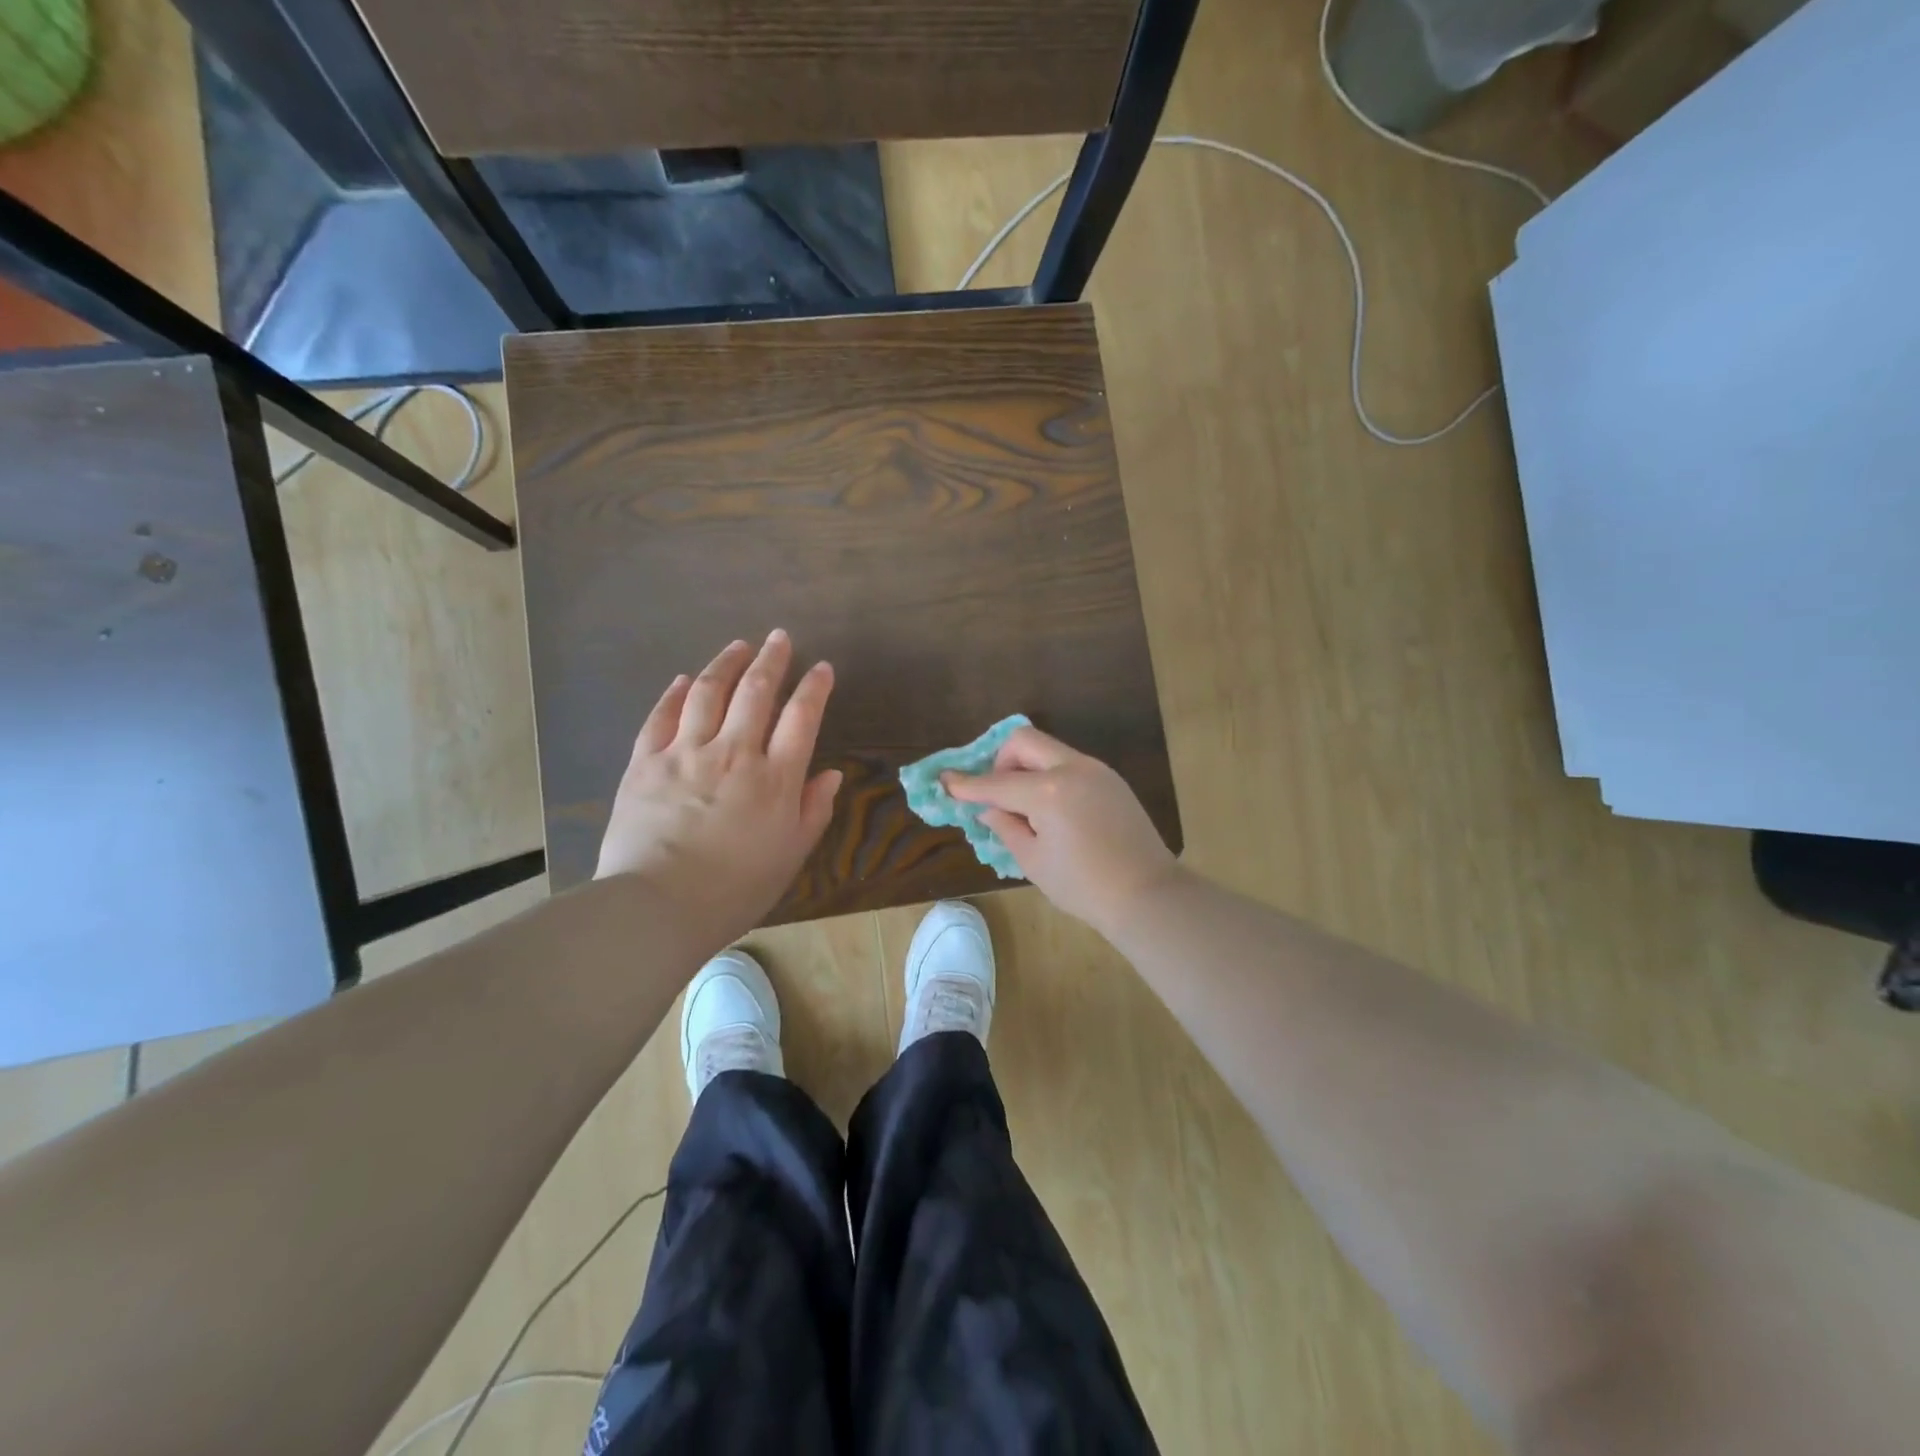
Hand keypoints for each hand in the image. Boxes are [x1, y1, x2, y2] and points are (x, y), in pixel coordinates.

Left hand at [596, 630, 841, 949]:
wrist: (657, 907)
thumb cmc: (734, 889)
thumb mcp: (790, 856)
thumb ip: (813, 810)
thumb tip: (830, 774)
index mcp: (774, 778)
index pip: (801, 717)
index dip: (814, 687)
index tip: (822, 668)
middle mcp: (733, 753)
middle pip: (756, 692)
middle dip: (772, 659)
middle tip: (780, 637)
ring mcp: (685, 753)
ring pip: (709, 692)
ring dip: (726, 663)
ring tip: (739, 645)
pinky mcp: (645, 762)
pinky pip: (661, 716)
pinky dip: (675, 693)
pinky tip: (684, 679)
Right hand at [944, 725, 1178, 935]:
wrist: (1146, 894)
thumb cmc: (1083, 886)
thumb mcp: (1033, 861)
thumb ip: (1005, 826)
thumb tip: (988, 808)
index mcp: (1049, 792)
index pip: (996, 783)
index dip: (966, 785)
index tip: (945, 780)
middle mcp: (1072, 768)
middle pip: (1023, 741)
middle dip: (1000, 761)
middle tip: (996, 794)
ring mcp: (1096, 770)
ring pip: (1048, 749)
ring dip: (1026, 767)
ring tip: (1024, 806)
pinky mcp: (1110, 779)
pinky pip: (1068, 764)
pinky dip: (1049, 775)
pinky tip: (1050, 808)